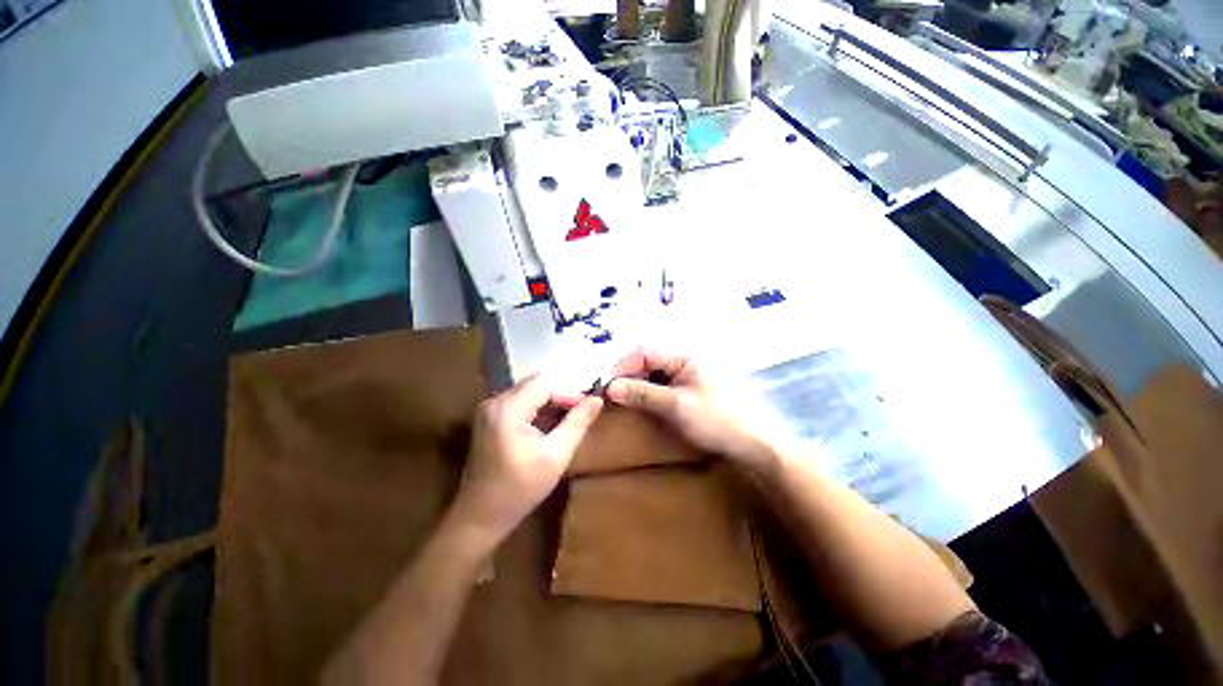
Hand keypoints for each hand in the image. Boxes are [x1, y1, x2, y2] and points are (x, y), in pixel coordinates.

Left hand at [452, 377, 603, 545]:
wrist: (480, 517)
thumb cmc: (520, 489)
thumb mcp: (556, 456)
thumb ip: (577, 423)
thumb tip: (597, 400)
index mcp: (507, 408)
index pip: (545, 384)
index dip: (569, 391)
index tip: (589, 405)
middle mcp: (494, 401)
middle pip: (535, 384)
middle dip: (562, 394)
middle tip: (584, 408)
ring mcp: (489, 409)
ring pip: (528, 392)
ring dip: (551, 400)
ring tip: (573, 414)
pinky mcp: (489, 418)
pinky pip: (520, 402)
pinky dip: (539, 408)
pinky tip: (553, 421)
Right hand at [605, 349, 779, 472]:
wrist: (753, 444)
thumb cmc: (717, 420)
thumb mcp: (676, 406)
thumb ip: (643, 394)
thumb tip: (610, 387)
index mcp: (683, 356)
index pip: (644, 353)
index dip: (622, 367)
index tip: (605, 386)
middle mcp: (682, 361)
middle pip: (646, 361)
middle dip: (626, 376)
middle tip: (608, 395)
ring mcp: (684, 376)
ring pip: (651, 374)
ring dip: (634, 385)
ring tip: (618, 400)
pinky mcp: (685, 391)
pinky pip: (659, 386)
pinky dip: (645, 393)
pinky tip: (637, 404)